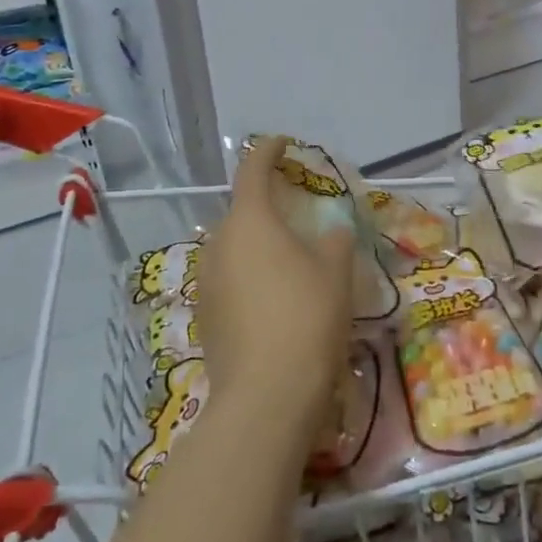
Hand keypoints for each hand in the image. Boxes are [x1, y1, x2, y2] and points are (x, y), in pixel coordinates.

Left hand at [198, 137, 357, 435]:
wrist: (267, 398)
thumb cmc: (307, 318)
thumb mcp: (336, 272)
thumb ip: (335, 241)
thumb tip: (331, 233)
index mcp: (250, 221)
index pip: (253, 170)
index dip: (269, 151)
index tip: (284, 143)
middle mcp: (219, 244)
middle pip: (242, 211)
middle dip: (267, 204)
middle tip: (298, 210)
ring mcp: (207, 282)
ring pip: (234, 248)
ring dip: (259, 243)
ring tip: (290, 258)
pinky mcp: (206, 316)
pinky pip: (230, 279)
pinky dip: (251, 275)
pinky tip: (275, 299)